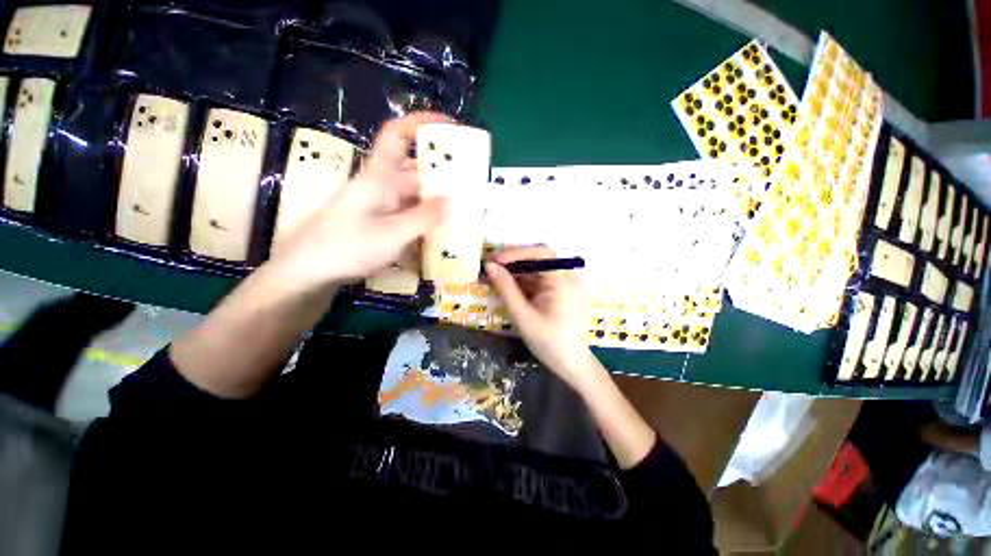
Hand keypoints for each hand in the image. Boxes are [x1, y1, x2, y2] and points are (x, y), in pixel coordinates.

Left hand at [269, 112, 449, 290]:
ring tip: (464, 214)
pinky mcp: (380, 224)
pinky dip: (426, 222)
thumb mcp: (393, 233)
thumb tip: (454, 200)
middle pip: (415, 172)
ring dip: (437, 204)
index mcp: (380, 176)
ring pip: (415, 198)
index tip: (450, 126)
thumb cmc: (347, 246)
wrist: (308, 271)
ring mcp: (381, 207)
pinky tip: (441, 235)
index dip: (421, 123)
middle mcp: (382, 186)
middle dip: (443, 177)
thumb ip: (425, 217)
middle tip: (472, 188)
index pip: (398, 135)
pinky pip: (409, 217)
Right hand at [485, 246, 598, 389]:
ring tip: (494, 280)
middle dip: (513, 263)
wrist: (571, 364)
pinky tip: (509, 290)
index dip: (516, 253)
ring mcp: (565, 285)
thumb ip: (506, 290)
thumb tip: (490, 267)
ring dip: (516, 274)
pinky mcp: (560, 293)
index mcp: (563, 282)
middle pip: (538, 260)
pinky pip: (539, 281)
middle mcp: (567, 278)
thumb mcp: (523, 316)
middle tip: (490, 269)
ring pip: (537, 270)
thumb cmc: (549, 343)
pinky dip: (523, 284)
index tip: (494, 260)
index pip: (541, 253)